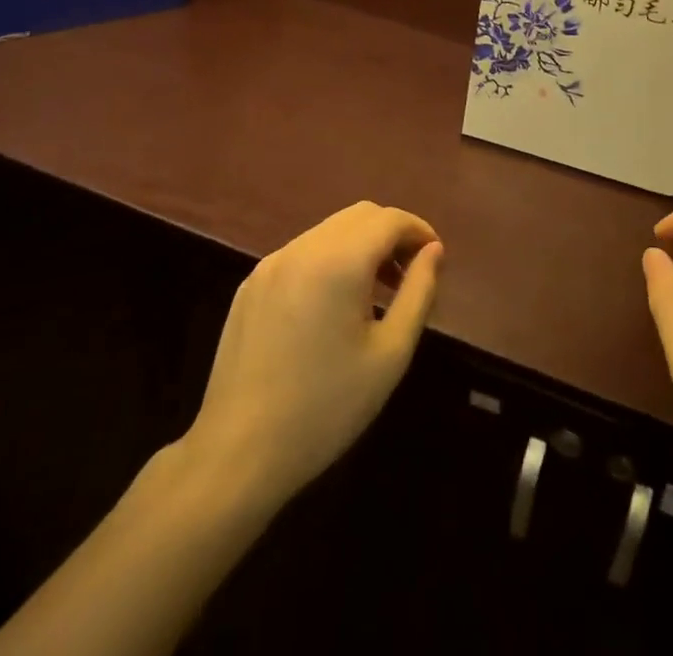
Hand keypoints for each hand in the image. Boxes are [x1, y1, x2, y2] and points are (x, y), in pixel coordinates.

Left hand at [176, 201, 442, 520]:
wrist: (237, 455)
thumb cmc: (326, 408)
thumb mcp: (390, 354)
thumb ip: (419, 292)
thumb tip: (434, 251)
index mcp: (339, 261)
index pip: (390, 220)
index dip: (419, 231)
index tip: (435, 259)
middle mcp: (303, 248)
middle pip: (361, 216)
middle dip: (392, 234)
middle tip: (410, 273)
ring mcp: (272, 263)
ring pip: (330, 230)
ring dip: (361, 245)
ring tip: (376, 292)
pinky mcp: (252, 284)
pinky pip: (303, 252)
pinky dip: (330, 259)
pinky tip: (333, 306)